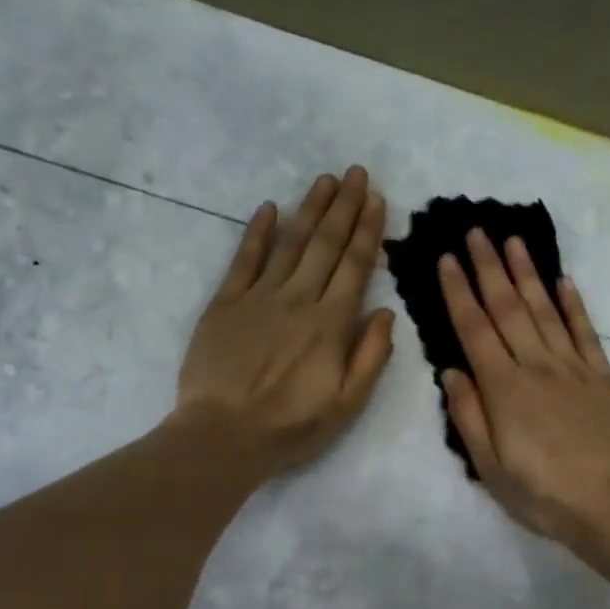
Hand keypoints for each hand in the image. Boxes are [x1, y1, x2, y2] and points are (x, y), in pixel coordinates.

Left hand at [174, 167, 394, 477]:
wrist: (223, 435)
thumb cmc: (291, 426)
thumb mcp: (347, 404)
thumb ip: (371, 356)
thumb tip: (386, 312)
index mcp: (331, 324)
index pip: (355, 266)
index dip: (368, 230)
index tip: (378, 199)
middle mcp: (298, 300)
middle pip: (326, 244)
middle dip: (344, 206)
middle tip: (357, 173)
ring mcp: (259, 297)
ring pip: (290, 243)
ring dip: (309, 209)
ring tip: (326, 180)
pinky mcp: (225, 303)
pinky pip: (244, 259)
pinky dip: (258, 232)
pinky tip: (270, 208)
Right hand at [437, 228, 609, 551]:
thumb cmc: (544, 495)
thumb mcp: (490, 468)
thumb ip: (468, 416)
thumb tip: (451, 371)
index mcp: (503, 389)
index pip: (474, 329)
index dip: (458, 291)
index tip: (446, 259)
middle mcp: (536, 366)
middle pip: (507, 308)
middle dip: (488, 267)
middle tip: (475, 231)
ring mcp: (573, 367)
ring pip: (545, 310)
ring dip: (526, 273)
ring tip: (512, 240)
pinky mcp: (604, 376)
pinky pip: (585, 331)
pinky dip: (573, 304)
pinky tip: (563, 280)